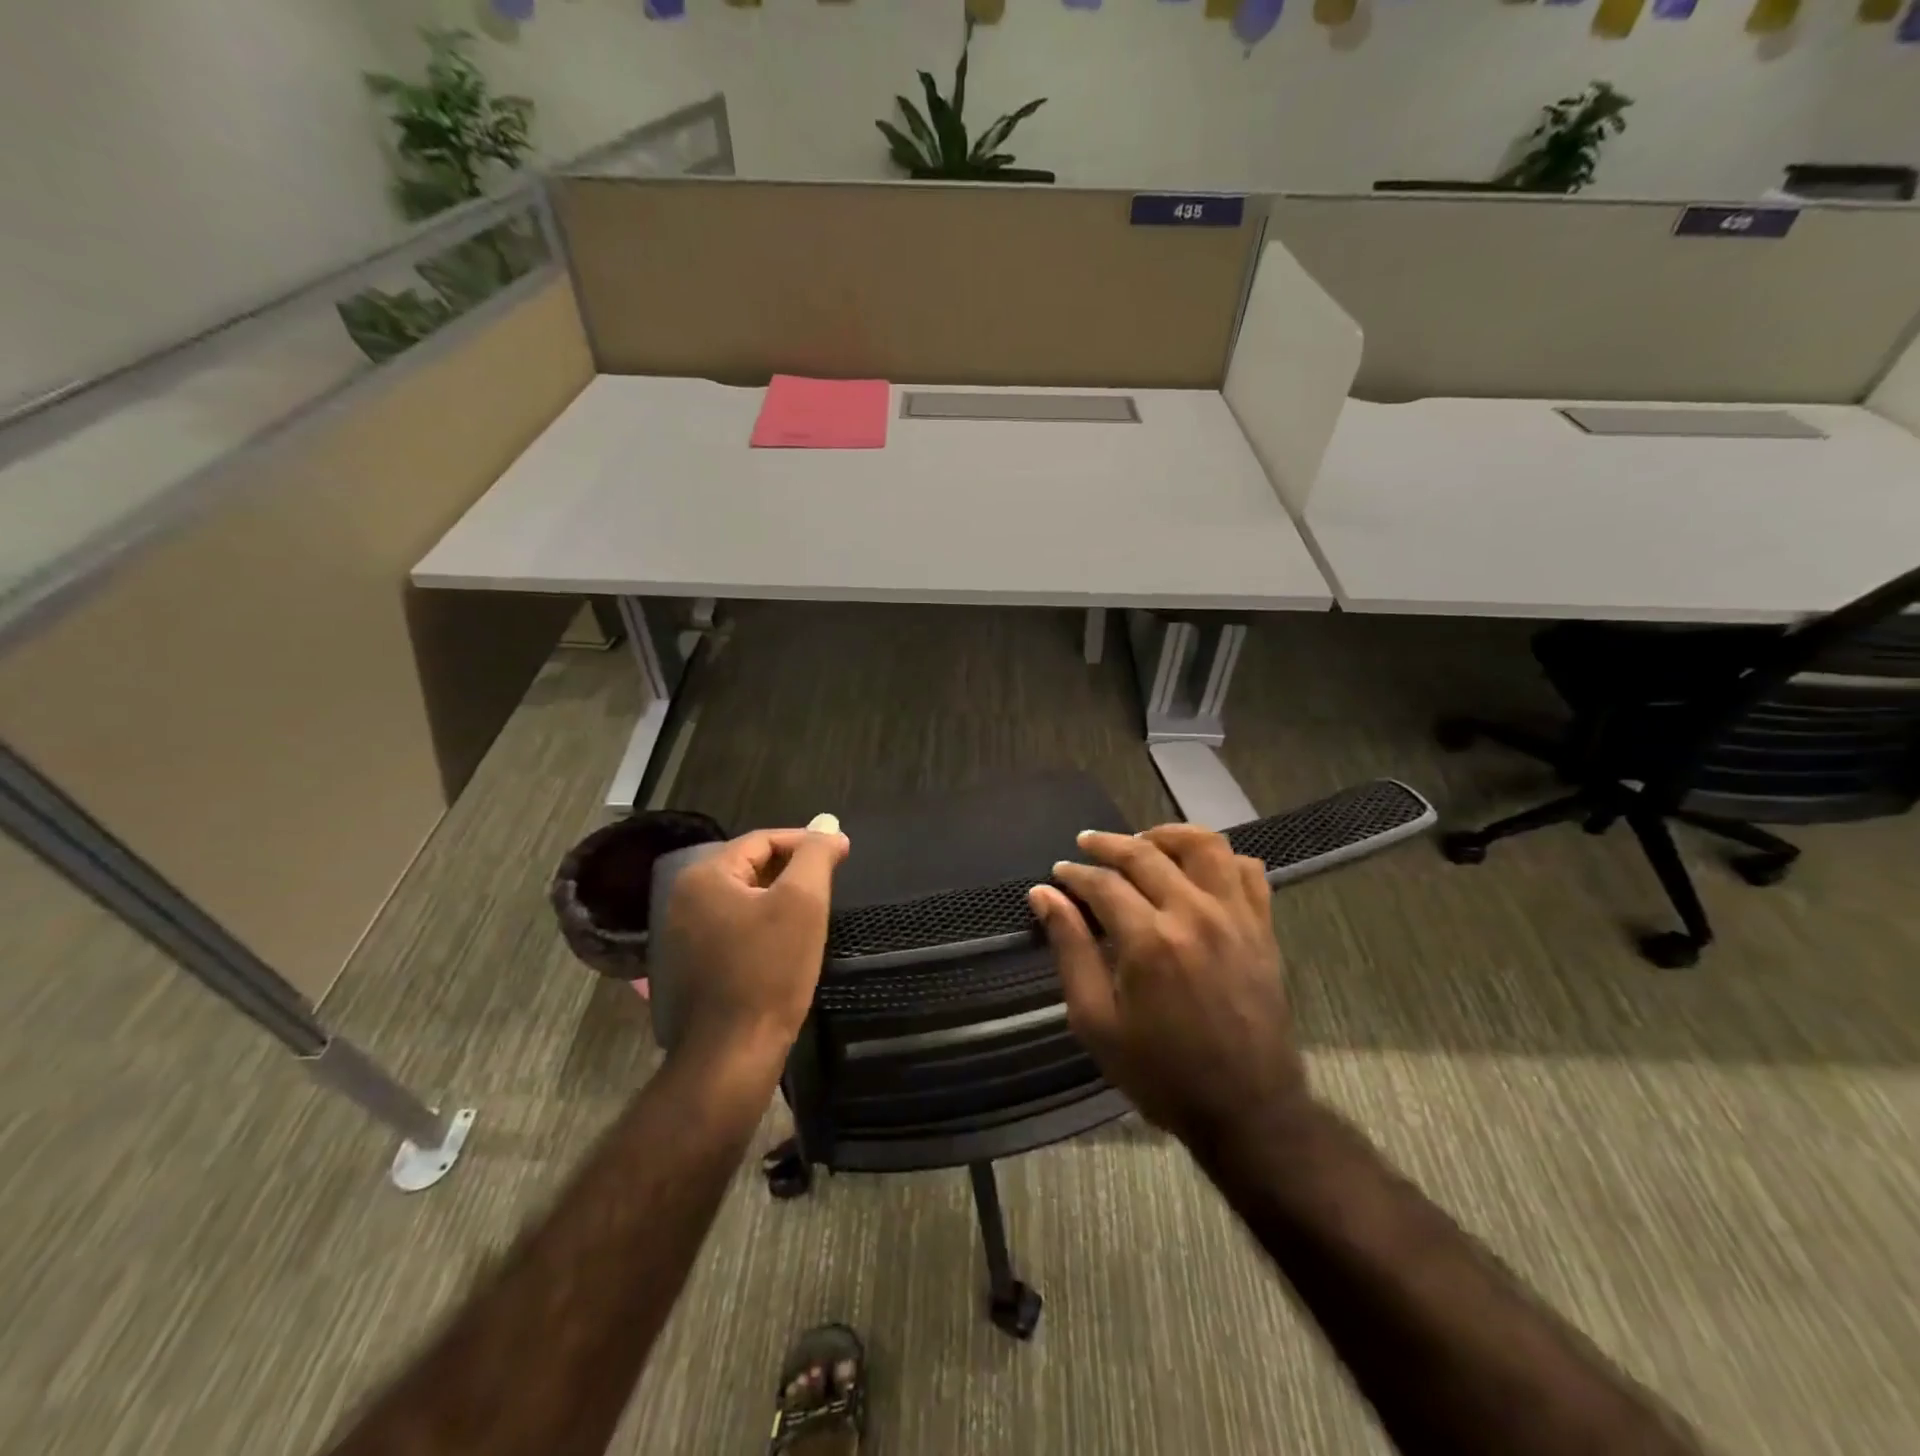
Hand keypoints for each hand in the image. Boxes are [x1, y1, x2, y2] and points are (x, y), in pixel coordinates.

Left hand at [659, 828, 849, 1069]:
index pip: (763, 840)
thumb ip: (815, 855)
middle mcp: (684, 898)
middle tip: (829, 882)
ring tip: (814, 910)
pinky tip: (787, 942)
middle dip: (792, 869)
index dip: (805, 842)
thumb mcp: (802, 902)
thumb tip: (828, 828)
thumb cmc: (769, 970)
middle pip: (750, 866)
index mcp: (705, 876)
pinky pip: (734, 926)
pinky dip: (763, 923)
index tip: (840, 853)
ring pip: (743, 898)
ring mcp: (683, 933)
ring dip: (779, 897)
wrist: (732, 1053)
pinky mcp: (692, 964)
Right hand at [1028, 824, 1306, 1150]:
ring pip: (1204, 845)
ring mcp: (1236, 917)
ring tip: (1143, 842)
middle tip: (1086, 845)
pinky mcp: (1263, 928)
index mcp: (1150, 940)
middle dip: (1108, 844)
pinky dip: (1220, 859)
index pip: (1104, 883)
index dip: (1075, 874)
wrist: (1247, 1109)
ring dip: (1167, 835)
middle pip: (1146, 853)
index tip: (1058, 874)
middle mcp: (1195, 914)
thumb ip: (1070, 949)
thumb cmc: (1161, 1072)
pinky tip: (1198, 870)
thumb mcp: (1096, 1020)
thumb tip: (1043, 895)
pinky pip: (1247, 871)